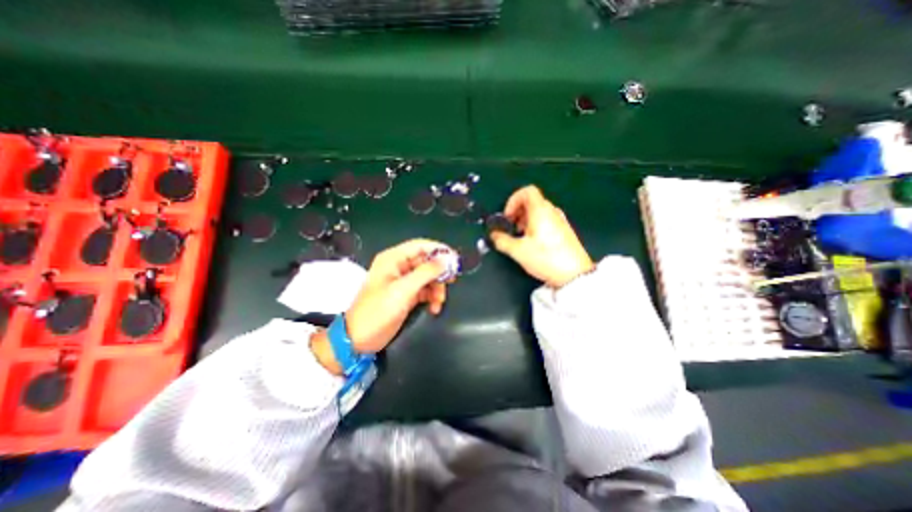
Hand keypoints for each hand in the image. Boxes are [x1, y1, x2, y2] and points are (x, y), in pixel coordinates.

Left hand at [310, 240, 447, 374]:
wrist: (358, 340)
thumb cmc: (377, 312)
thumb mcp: (403, 290)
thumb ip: (426, 273)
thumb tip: (447, 259)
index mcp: (393, 259)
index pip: (420, 246)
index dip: (438, 250)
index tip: (455, 259)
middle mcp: (398, 267)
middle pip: (426, 262)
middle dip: (439, 273)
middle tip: (451, 282)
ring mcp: (403, 281)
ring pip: (428, 277)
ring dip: (437, 288)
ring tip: (439, 302)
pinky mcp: (406, 295)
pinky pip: (425, 290)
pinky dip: (432, 297)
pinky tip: (434, 308)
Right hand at [487, 185, 596, 288]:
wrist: (574, 274)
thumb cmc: (548, 259)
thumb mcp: (518, 251)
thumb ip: (502, 240)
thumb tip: (494, 236)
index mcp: (541, 211)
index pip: (527, 191)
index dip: (513, 200)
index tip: (507, 215)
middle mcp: (552, 212)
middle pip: (531, 201)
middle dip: (517, 212)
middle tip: (510, 226)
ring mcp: (559, 221)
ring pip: (538, 212)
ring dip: (525, 220)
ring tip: (520, 236)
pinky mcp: (563, 231)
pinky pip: (546, 221)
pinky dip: (535, 226)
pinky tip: (531, 242)